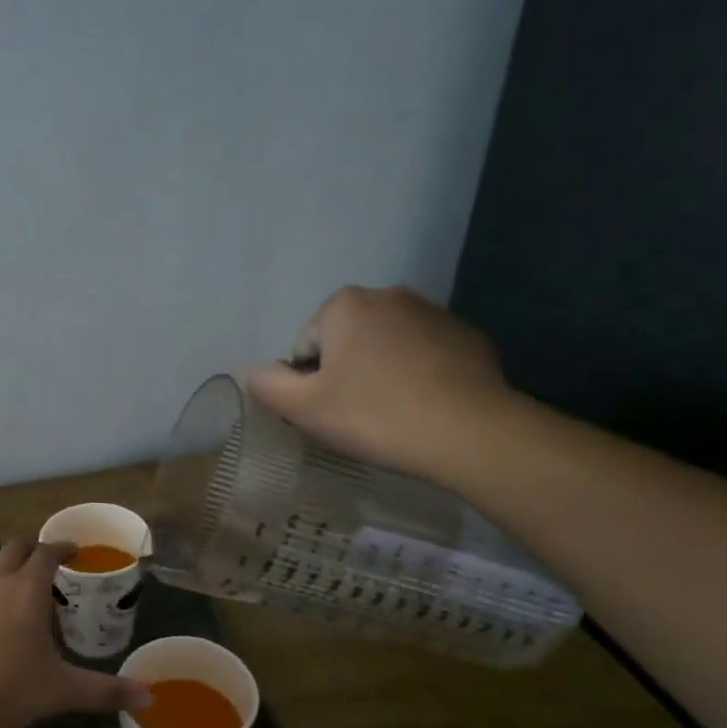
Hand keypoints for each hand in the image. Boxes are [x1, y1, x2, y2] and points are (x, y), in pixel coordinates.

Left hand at [0, 540, 149, 727]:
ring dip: (6, 568)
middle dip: (32, 552)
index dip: (62, 547)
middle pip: (14, 549)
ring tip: (18, 591)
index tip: (73, 551)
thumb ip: (105, 691)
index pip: (46, 552)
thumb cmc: (8, 687)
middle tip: (47, 569)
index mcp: (27, 589)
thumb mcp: (62, 690)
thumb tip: (148, 696)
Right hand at [245, 286, 513, 479]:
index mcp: (345, 305)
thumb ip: (268, 385)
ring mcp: (434, 312)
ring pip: (385, 348)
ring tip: (392, 414)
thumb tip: (256, 372)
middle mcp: (389, 295)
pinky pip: (424, 356)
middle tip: (357, 416)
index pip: (306, 348)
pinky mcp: (468, 336)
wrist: (470, 432)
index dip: (309, 384)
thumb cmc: (374, 416)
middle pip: (345, 343)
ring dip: (380, 374)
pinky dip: (417, 377)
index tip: (331, 412)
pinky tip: (424, 408)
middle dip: (345, 374)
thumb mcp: (303, 408)